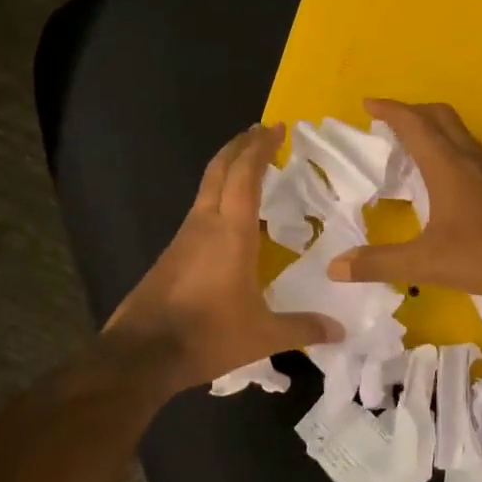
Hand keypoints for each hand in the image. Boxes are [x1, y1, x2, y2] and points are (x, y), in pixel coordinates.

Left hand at [107, 124, 340, 393]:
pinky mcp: (172, 253)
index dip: (260, 147)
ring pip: (207, 188)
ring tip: (252, 169)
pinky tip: (231, 219)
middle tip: (262, 132)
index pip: (245, 174)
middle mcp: (205, 224)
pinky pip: (200, 211)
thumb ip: (303, 328)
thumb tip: (340, 330)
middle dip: (241, 145)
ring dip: (228, 170)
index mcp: (231, 232)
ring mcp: (184, 237)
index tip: (277, 128)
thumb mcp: (263, 336)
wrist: (142, 354)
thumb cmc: (207, 335)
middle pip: (220, 169)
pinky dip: (219, 197)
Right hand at [326, 99, 481, 297]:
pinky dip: (450, 149)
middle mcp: (470, 158)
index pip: (413, 123)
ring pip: (459, 132)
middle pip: (440, 116)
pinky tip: (446, 179)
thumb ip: (379, 264)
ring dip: (433, 128)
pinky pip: (471, 152)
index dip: (389, 110)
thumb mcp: (427, 263)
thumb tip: (334, 267)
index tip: (367, 104)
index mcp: (447, 165)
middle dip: (411, 112)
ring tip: (412, 147)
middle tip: (388, 123)